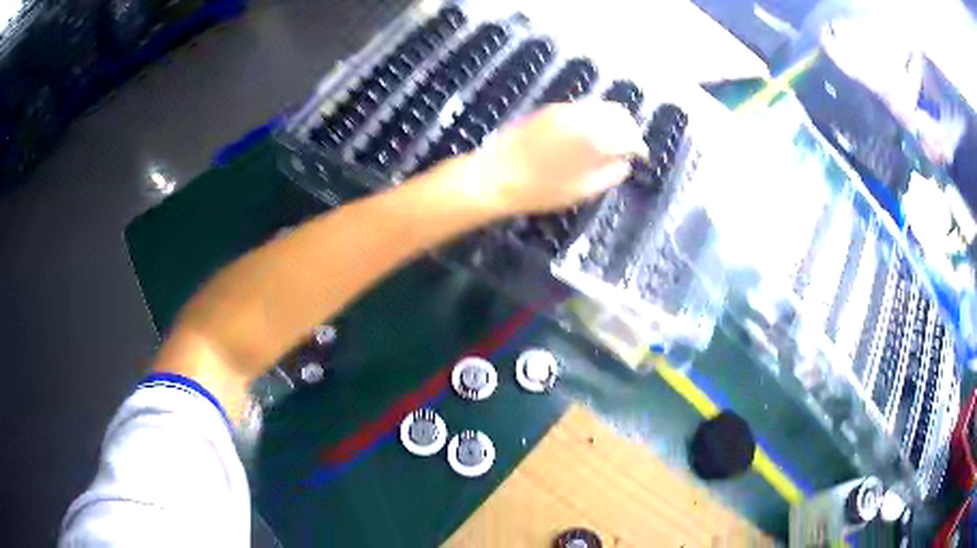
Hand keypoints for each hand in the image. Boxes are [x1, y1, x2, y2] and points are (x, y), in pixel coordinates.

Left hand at [463, 101, 644, 215]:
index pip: (629, 134)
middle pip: (618, 113)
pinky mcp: (549, 109)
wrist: (495, 176)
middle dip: (628, 128)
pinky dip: (594, 116)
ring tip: (611, 140)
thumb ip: (609, 174)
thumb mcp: (581, 190)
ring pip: (600, 106)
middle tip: (628, 147)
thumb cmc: (539, 190)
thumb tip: (624, 164)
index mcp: (594, 137)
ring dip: (612, 120)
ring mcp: (564, 109)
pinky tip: (589, 133)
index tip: (641, 157)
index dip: (639, 146)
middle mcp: (582, 116)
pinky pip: (582, 107)